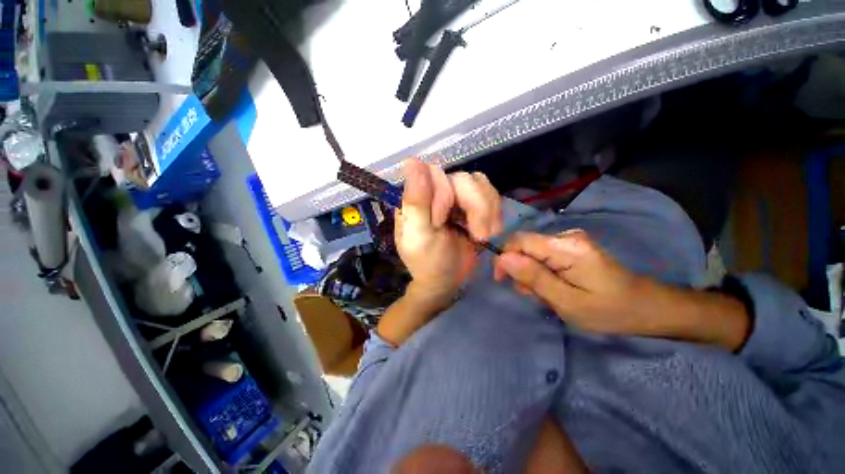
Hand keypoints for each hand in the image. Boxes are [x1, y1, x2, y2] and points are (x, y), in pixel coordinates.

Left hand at [395, 159, 502, 306]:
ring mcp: (456, 196)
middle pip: (464, 178)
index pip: (435, 174)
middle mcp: (436, 191)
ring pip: (480, 184)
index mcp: (416, 197)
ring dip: (487, 212)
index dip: (445, 198)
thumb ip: (416, 201)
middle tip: (479, 236)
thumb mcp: (419, 236)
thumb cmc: (429, 262)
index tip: (442, 223)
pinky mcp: (474, 204)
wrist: (448, 280)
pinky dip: (494, 213)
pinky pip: (491, 194)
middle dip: (475, 208)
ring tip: (484, 236)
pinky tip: (490, 231)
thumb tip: (412, 161)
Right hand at [493, 229, 644, 333]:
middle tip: (534, 295)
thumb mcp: (567, 302)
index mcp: (566, 247)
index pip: (519, 240)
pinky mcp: (571, 246)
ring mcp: (569, 239)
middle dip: (520, 270)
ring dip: (531, 273)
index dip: (504, 257)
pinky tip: (553, 286)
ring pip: (531, 252)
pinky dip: (541, 272)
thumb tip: (502, 258)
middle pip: (524, 246)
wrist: (646, 307)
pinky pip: (542, 255)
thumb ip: (533, 278)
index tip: (502, 280)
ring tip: (547, 294)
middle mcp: (565, 235)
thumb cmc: (609, 310)